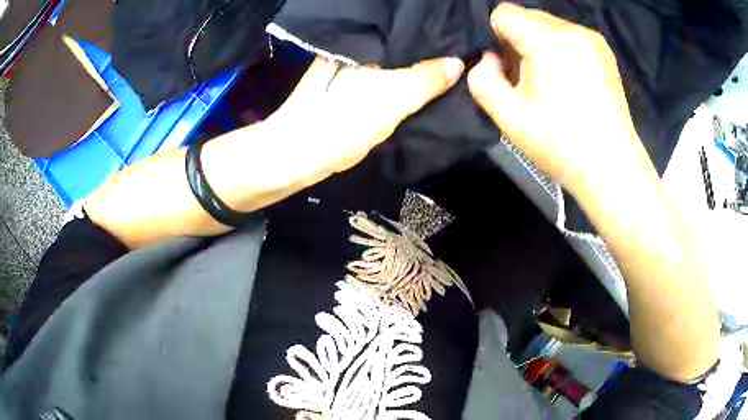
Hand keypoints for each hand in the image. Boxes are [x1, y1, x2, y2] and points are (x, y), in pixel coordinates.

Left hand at [263, 56, 463, 173]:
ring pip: (393, 66)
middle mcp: (357, 53)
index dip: (432, 37)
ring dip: (416, 70)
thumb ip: (425, 79)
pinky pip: (385, 83)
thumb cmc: (342, 122)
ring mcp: (353, 73)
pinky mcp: (351, 94)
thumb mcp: (391, 98)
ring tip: (449, 70)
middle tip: (461, 58)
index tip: (459, 41)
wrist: (299, 156)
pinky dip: (403, 85)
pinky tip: (423, 89)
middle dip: (427, 54)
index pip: (405, 31)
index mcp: (363, 44)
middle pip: (401, 49)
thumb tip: (459, 63)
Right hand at [467, 3, 644, 192]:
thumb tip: (490, 58)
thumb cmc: (561, 145)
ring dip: (540, 45)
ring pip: (549, 25)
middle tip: (529, 80)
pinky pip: (569, 36)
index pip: (504, 13)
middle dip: (519, 41)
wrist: (612, 168)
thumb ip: (483, 79)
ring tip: (552, 83)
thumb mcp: (509, 118)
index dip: (496, 37)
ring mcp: (592, 39)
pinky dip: (560, 50)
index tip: (507, 68)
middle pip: (527, 16)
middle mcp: (572, 29)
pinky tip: (570, 82)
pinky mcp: (605, 51)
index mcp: (548, 40)